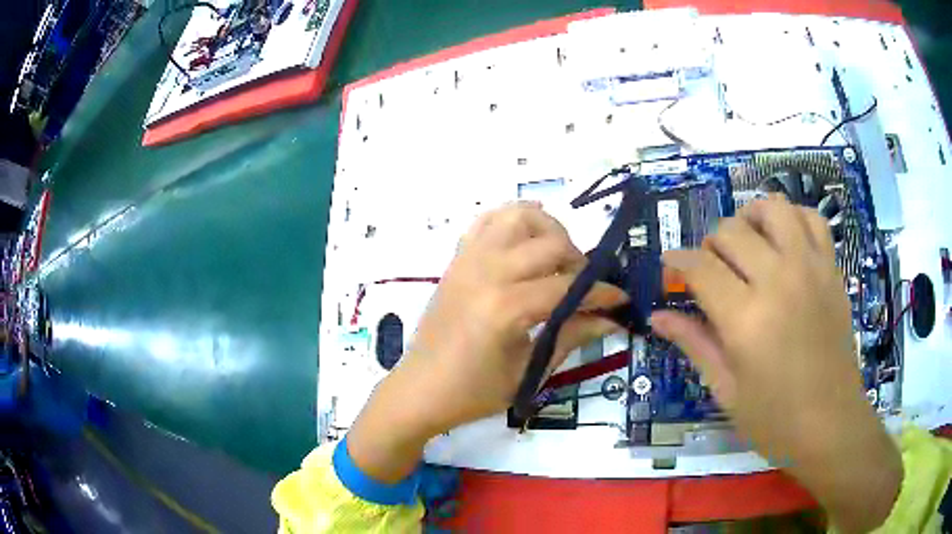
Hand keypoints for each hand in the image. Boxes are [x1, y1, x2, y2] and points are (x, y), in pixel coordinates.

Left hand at [349, 202, 627, 481]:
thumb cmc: (474, 392)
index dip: (602, 294)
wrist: (420, 389)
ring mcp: (469, 260)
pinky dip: (513, 219)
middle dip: (581, 262)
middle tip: (587, 287)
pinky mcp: (457, 259)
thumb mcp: (529, 371)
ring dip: (549, 230)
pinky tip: (528, 237)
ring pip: (519, 217)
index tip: (621, 300)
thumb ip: (572, 336)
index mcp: (506, 308)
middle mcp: (488, 272)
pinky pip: (487, 220)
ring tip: (558, 257)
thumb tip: (611, 319)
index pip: (569, 287)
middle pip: (551, 245)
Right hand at [651, 196, 900, 532]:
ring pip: (773, 208)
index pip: (701, 267)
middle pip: (732, 231)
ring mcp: (810, 269)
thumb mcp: (726, 390)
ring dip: (751, 217)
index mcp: (746, 319)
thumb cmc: (774, 420)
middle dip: (711, 244)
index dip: (678, 261)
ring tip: (746, 241)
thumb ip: (694, 343)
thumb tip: (657, 316)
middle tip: (710, 270)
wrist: (831, 425)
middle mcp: (778, 280)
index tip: (671, 267)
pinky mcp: (831, 269)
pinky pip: (812, 218)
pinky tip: (784, 239)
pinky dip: (793, 217)